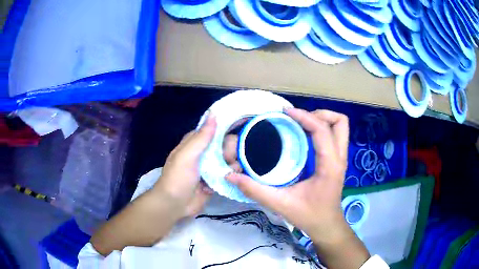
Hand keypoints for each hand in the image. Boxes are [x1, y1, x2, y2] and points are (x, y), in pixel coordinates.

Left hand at [152, 113, 240, 218]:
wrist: (174, 205)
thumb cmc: (178, 178)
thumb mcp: (187, 155)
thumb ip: (202, 137)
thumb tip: (213, 113)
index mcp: (196, 143)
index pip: (215, 129)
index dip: (227, 129)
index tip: (242, 129)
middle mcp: (205, 153)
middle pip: (226, 145)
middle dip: (229, 151)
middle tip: (226, 160)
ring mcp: (211, 167)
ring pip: (230, 160)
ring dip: (231, 166)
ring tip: (226, 174)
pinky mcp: (215, 180)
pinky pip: (229, 174)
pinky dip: (229, 177)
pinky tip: (226, 181)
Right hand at [226, 109, 369, 267]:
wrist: (326, 226)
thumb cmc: (309, 216)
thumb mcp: (281, 204)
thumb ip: (255, 190)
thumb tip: (231, 177)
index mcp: (330, 165)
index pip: (322, 130)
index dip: (304, 116)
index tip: (285, 112)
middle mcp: (339, 157)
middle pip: (339, 121)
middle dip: (320, 114)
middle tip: (298, 118)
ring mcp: (341, 158)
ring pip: (340, 126)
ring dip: (322, 119)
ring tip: (301, 123)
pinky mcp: (337, 160)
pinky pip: (334, 135)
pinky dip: (321, 128)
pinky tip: (304, 135)